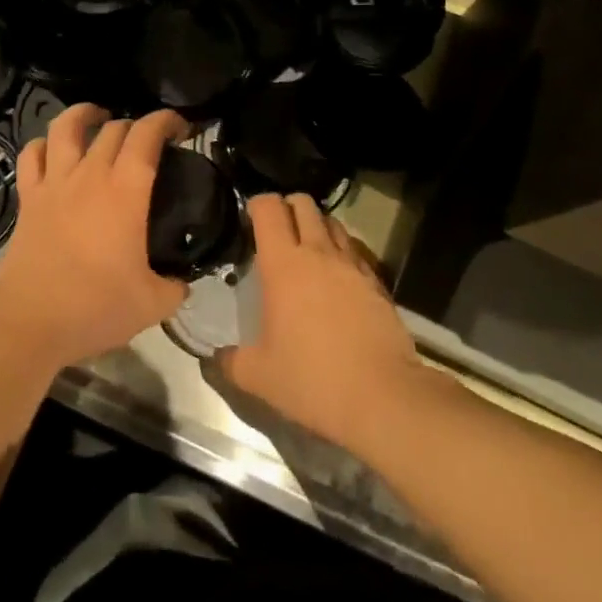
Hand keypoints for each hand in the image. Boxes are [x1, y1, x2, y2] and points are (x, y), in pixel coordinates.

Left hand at [0, 105, 189, 373]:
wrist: (30, 321)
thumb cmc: (95, 307)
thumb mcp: (152, 304)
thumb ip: (175, 287)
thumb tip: (183, 282)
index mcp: (126, 190)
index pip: (147, 134)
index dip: (166, 120)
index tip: (180, 128)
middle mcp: (90, 174)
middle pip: (114, 127)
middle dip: (136, 125)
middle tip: (148, 142)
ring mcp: (55, 182)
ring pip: (66, 126)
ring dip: (85, 114)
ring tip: (98, 117)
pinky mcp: (29, 197)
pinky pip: (31, 155)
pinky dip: (43, 144)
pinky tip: (53, 150)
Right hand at [217, 193, 425, 453]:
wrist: (384, 398)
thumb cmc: (313, 380)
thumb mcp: (260, 377)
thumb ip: (232, 362)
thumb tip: (217, 358)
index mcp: (283, 264)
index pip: (269, 208)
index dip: (257, 204)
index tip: (249, 219)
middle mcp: (318, 252)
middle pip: (303, 204)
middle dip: (288, 207)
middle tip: (277, 231)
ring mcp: (352, 264)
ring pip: (332, 222)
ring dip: (317, 225)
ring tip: (308, 248)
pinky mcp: (376, 281)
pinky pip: (355, 250)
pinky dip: (342, 250)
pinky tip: (338, 276)